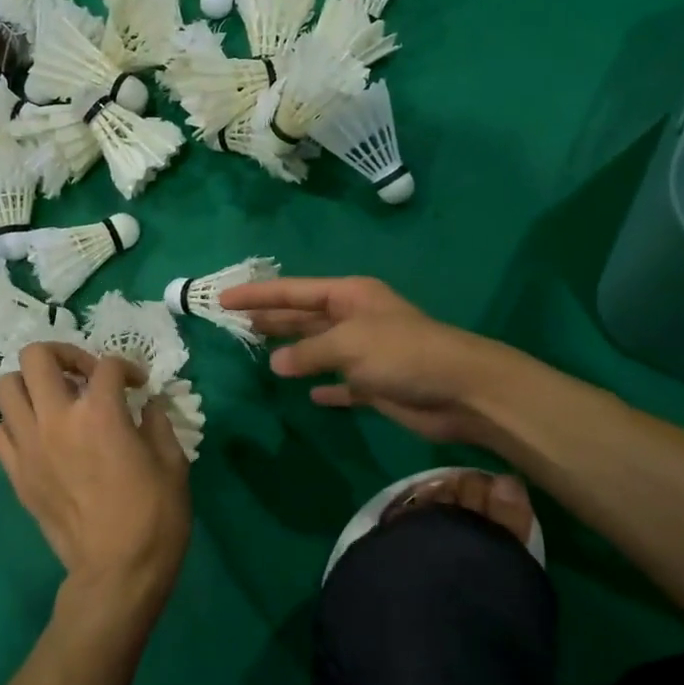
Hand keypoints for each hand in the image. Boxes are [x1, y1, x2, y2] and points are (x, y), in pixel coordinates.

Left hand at [0, 343, 190, 605]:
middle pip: (37, 357)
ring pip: (6, 387)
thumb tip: (147, 405)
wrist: (117, 572)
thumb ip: (157, 422)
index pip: (107, 365)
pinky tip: (41, 434)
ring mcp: (29, 446)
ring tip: (56, 399)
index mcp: (100, 412)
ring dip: (31, 384)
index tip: (138, 385)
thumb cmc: (154, 516)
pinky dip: (18, 423)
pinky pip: (0, 432)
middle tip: (84, 375)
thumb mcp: (173, 462)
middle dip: (64, 354)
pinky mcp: (16, 474)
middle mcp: (56, 419)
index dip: (127, 367)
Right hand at [219, 276, 517, 447]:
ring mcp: (365, 352)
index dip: (258, 294)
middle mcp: (355, 319)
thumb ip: (309, 352)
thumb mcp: (350, 344)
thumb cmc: (404, 354)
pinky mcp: (375, 384)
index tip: (223, 298)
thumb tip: (277, 363)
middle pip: (304, 316)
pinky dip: (324, 386)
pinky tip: (307, 393)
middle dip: (272, 317)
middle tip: (234, 321)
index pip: (293, 291)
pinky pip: (340, 383)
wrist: (460, 390)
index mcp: (349, 297)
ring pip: (318, 348)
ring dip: (292, 349)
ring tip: (259, 350)